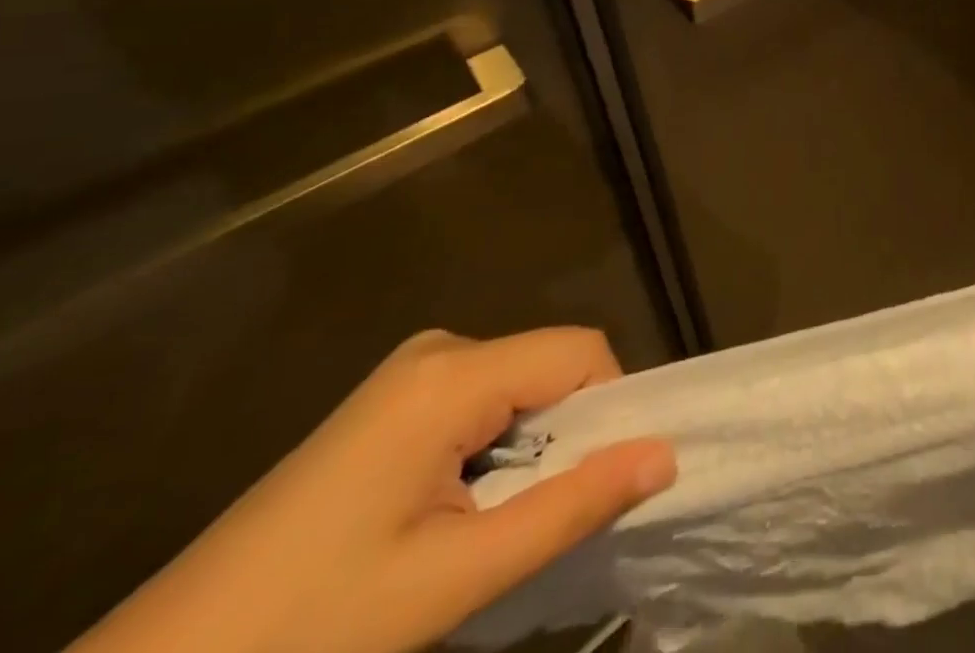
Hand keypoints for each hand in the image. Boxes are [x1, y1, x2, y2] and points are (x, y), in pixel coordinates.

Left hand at [73, 327, 675, 652]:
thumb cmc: (307, 627)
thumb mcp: (451, 580)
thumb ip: (569, 508)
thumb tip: (667, 456)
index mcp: (452, 372)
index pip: (581, 352)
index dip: (611, 409)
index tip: (599, 485)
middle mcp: (438, 349)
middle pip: (550, 367)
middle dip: (566, 437)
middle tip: (534, 525)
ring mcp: (409, 374)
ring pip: (519, 388)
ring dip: (529, 452)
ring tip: (487, 532)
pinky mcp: (390, 403)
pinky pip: (480, 402)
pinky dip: (495, 451)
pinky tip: (452, 517)